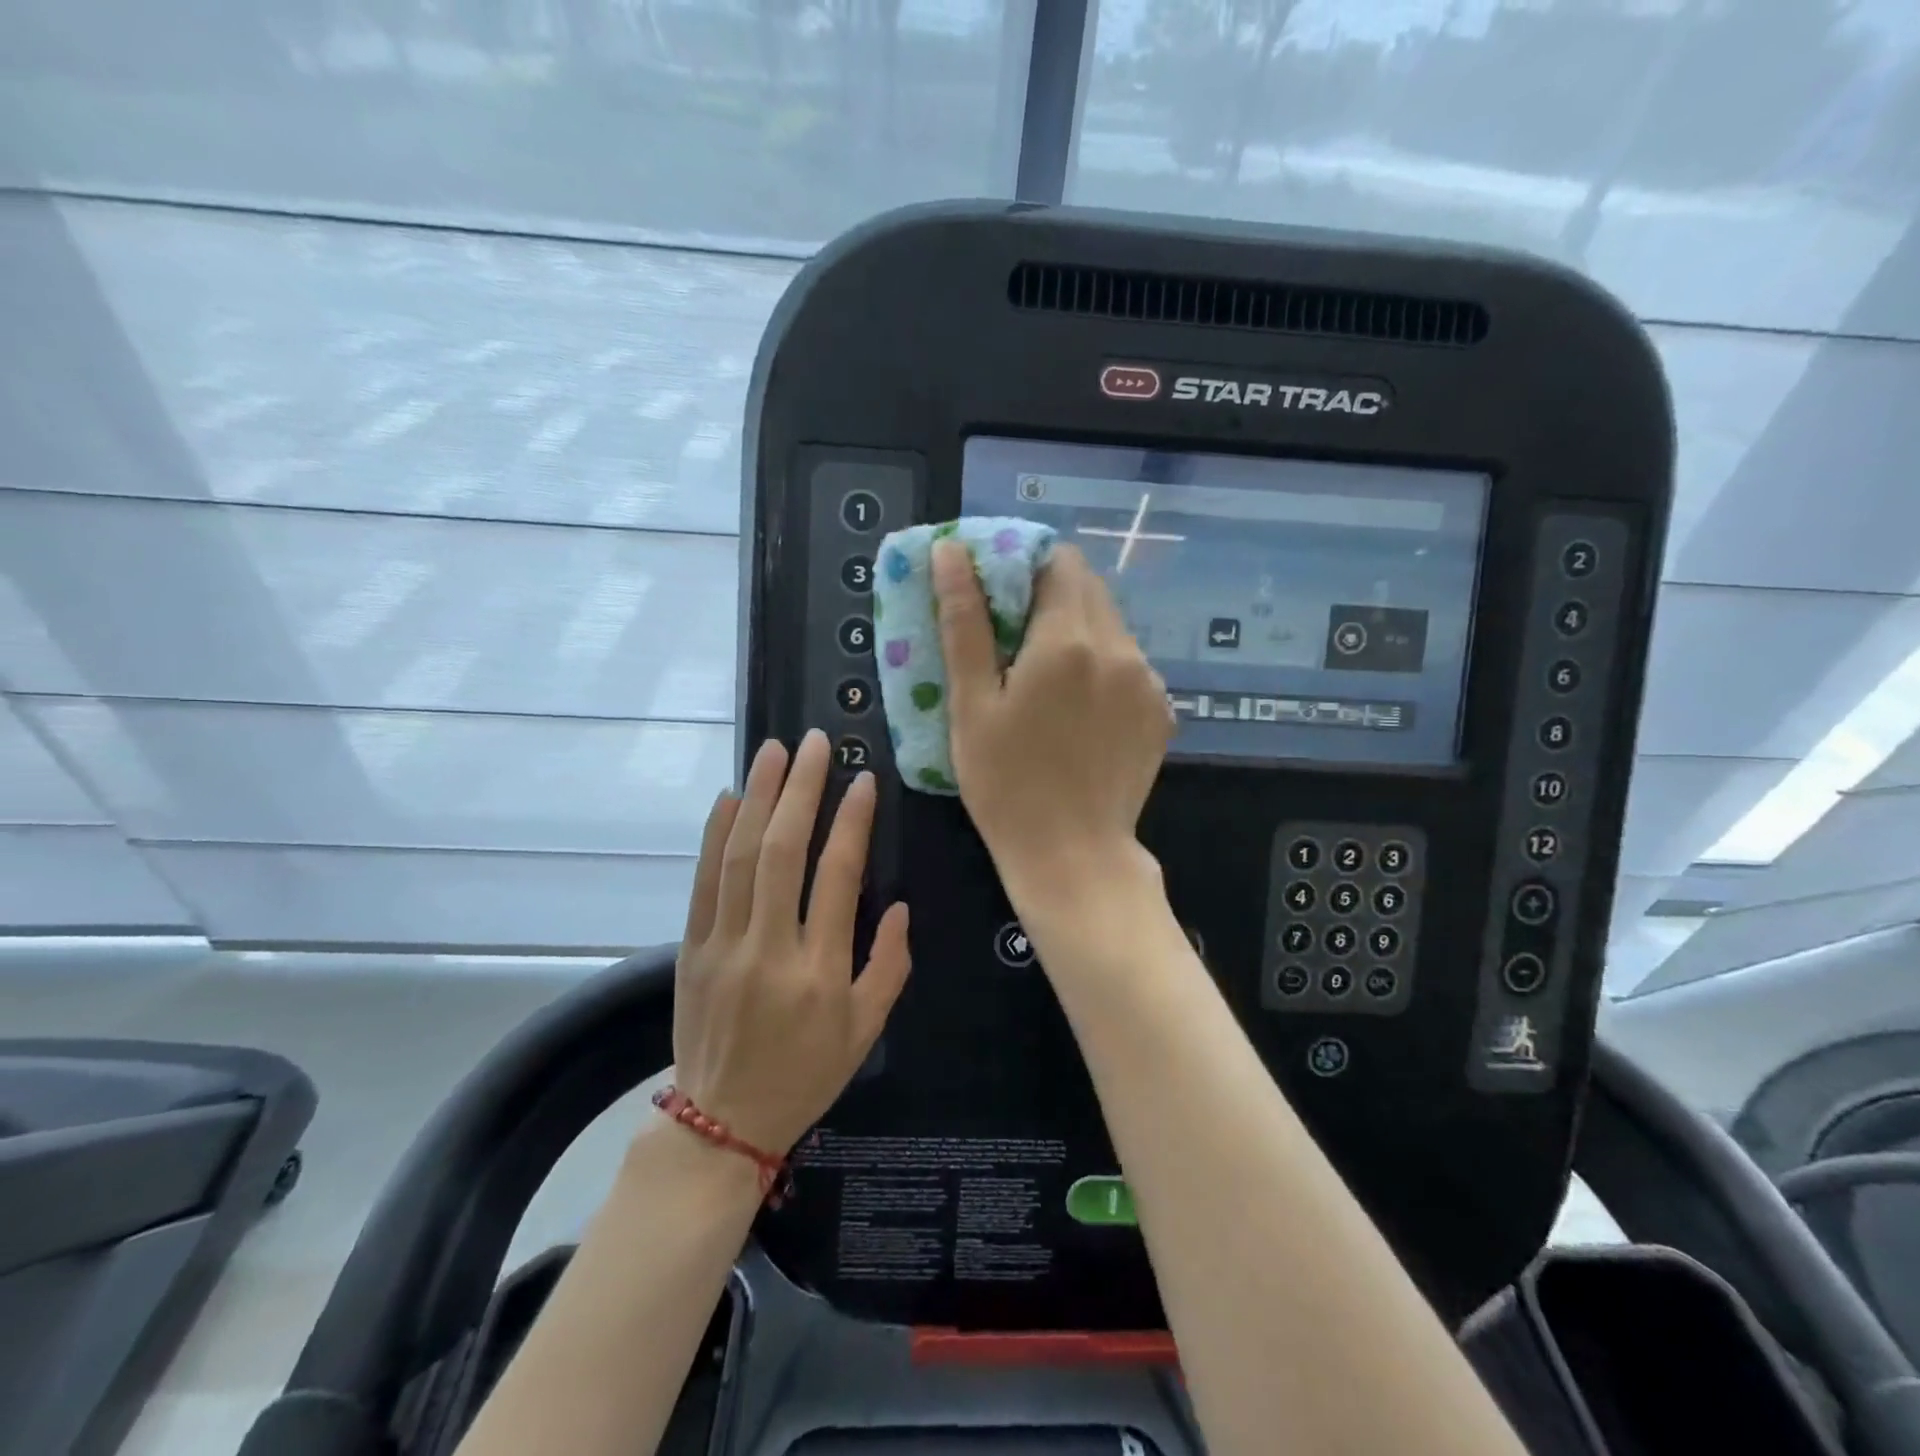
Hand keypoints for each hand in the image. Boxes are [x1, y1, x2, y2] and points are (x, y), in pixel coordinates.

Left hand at [672, 731, 911, 1154]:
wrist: (722, 1121)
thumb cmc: (805, 1074)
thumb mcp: (866, 1032)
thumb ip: (889, 966)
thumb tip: (898, 905)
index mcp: (819, 971)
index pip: (837, 879)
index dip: (851, 823)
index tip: (862, 780)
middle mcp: (769, 949)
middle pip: (782, 853)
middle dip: (799, 790)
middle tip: (813, 742)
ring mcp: (723, 945)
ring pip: (739, 857)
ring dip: (757, 797)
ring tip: (772, 751)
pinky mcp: (691, 948)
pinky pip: (703, 882)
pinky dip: (714, 836)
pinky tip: (728, 798)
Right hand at [933, 539, 1173, 902]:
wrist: (1073, 856)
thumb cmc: (1006, 784)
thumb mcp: (971, 705)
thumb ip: (964, 622)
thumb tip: (950, 552)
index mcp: (1068, 639)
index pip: (1058, 560)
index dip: (1024, 564)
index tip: (996, 592)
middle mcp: (1120, 647)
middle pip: (1088, 587)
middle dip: (1048, 595)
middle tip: (1011, 636)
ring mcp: (1148, 680)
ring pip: (1110, 624)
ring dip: (1076, 630)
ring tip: (1042, 677)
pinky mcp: (1161, 710)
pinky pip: (1128, 662)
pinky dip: (1100, 665)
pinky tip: (1077, 708)